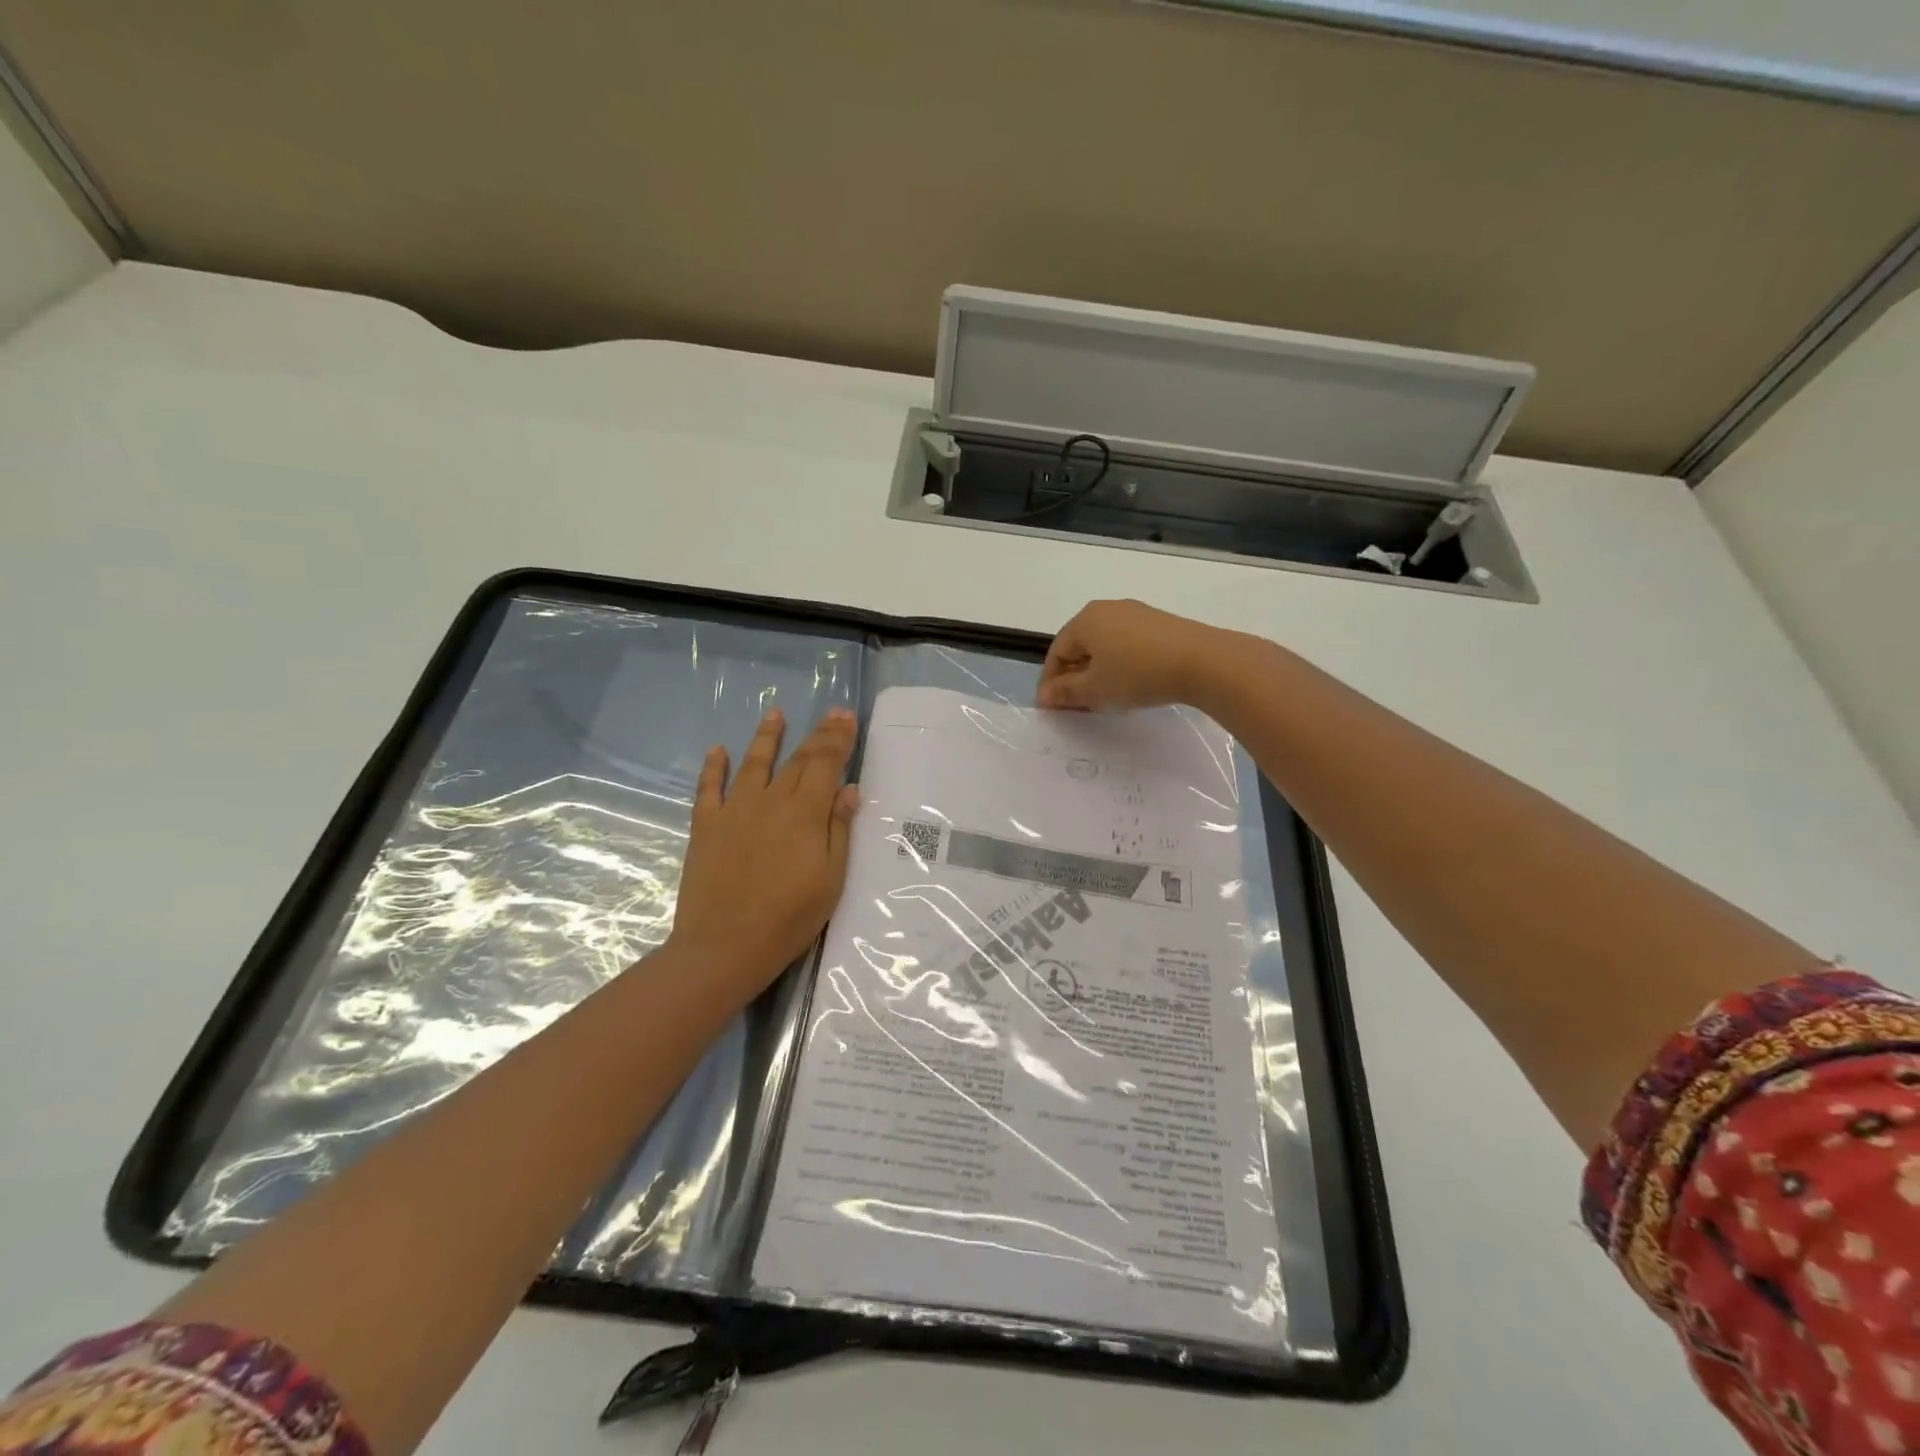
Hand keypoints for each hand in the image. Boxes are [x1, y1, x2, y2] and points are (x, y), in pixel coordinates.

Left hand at [667, 706, 859, 993]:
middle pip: (797, 759)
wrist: (725, 946)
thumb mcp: (831, 879)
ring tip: (775, 713)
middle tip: (830, 713)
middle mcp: (770, 801)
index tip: (846, 717)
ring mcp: (734, 810)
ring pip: (753, 763)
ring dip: (767, 737)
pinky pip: (708, 788)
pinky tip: (717, 750)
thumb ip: (839, 830)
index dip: (837, 739)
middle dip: (816, 734)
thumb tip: (849, 789)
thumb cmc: (789, 918)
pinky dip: (714, 767)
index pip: (825, 764)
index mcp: (805, 813)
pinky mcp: (706, 826)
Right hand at [1037, 599, 1232, 711]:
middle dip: (1074, 676)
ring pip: (1104, 645)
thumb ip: (1066, 693)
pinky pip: (1127, 644)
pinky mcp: (1159, 623)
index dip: (1050, 682)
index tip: (1052, 708)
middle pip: (1080, 646)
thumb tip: (1045, 696)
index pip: (1056, 652)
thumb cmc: (1137, 674)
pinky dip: (1120, 664)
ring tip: (1103, 698)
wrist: (1202, 662)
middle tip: (1076, 705)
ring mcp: (1136, 613)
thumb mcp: (1095, 689)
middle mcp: (1107, 609)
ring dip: (1097, 672)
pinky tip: (1129, 685)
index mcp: (1085, 620)